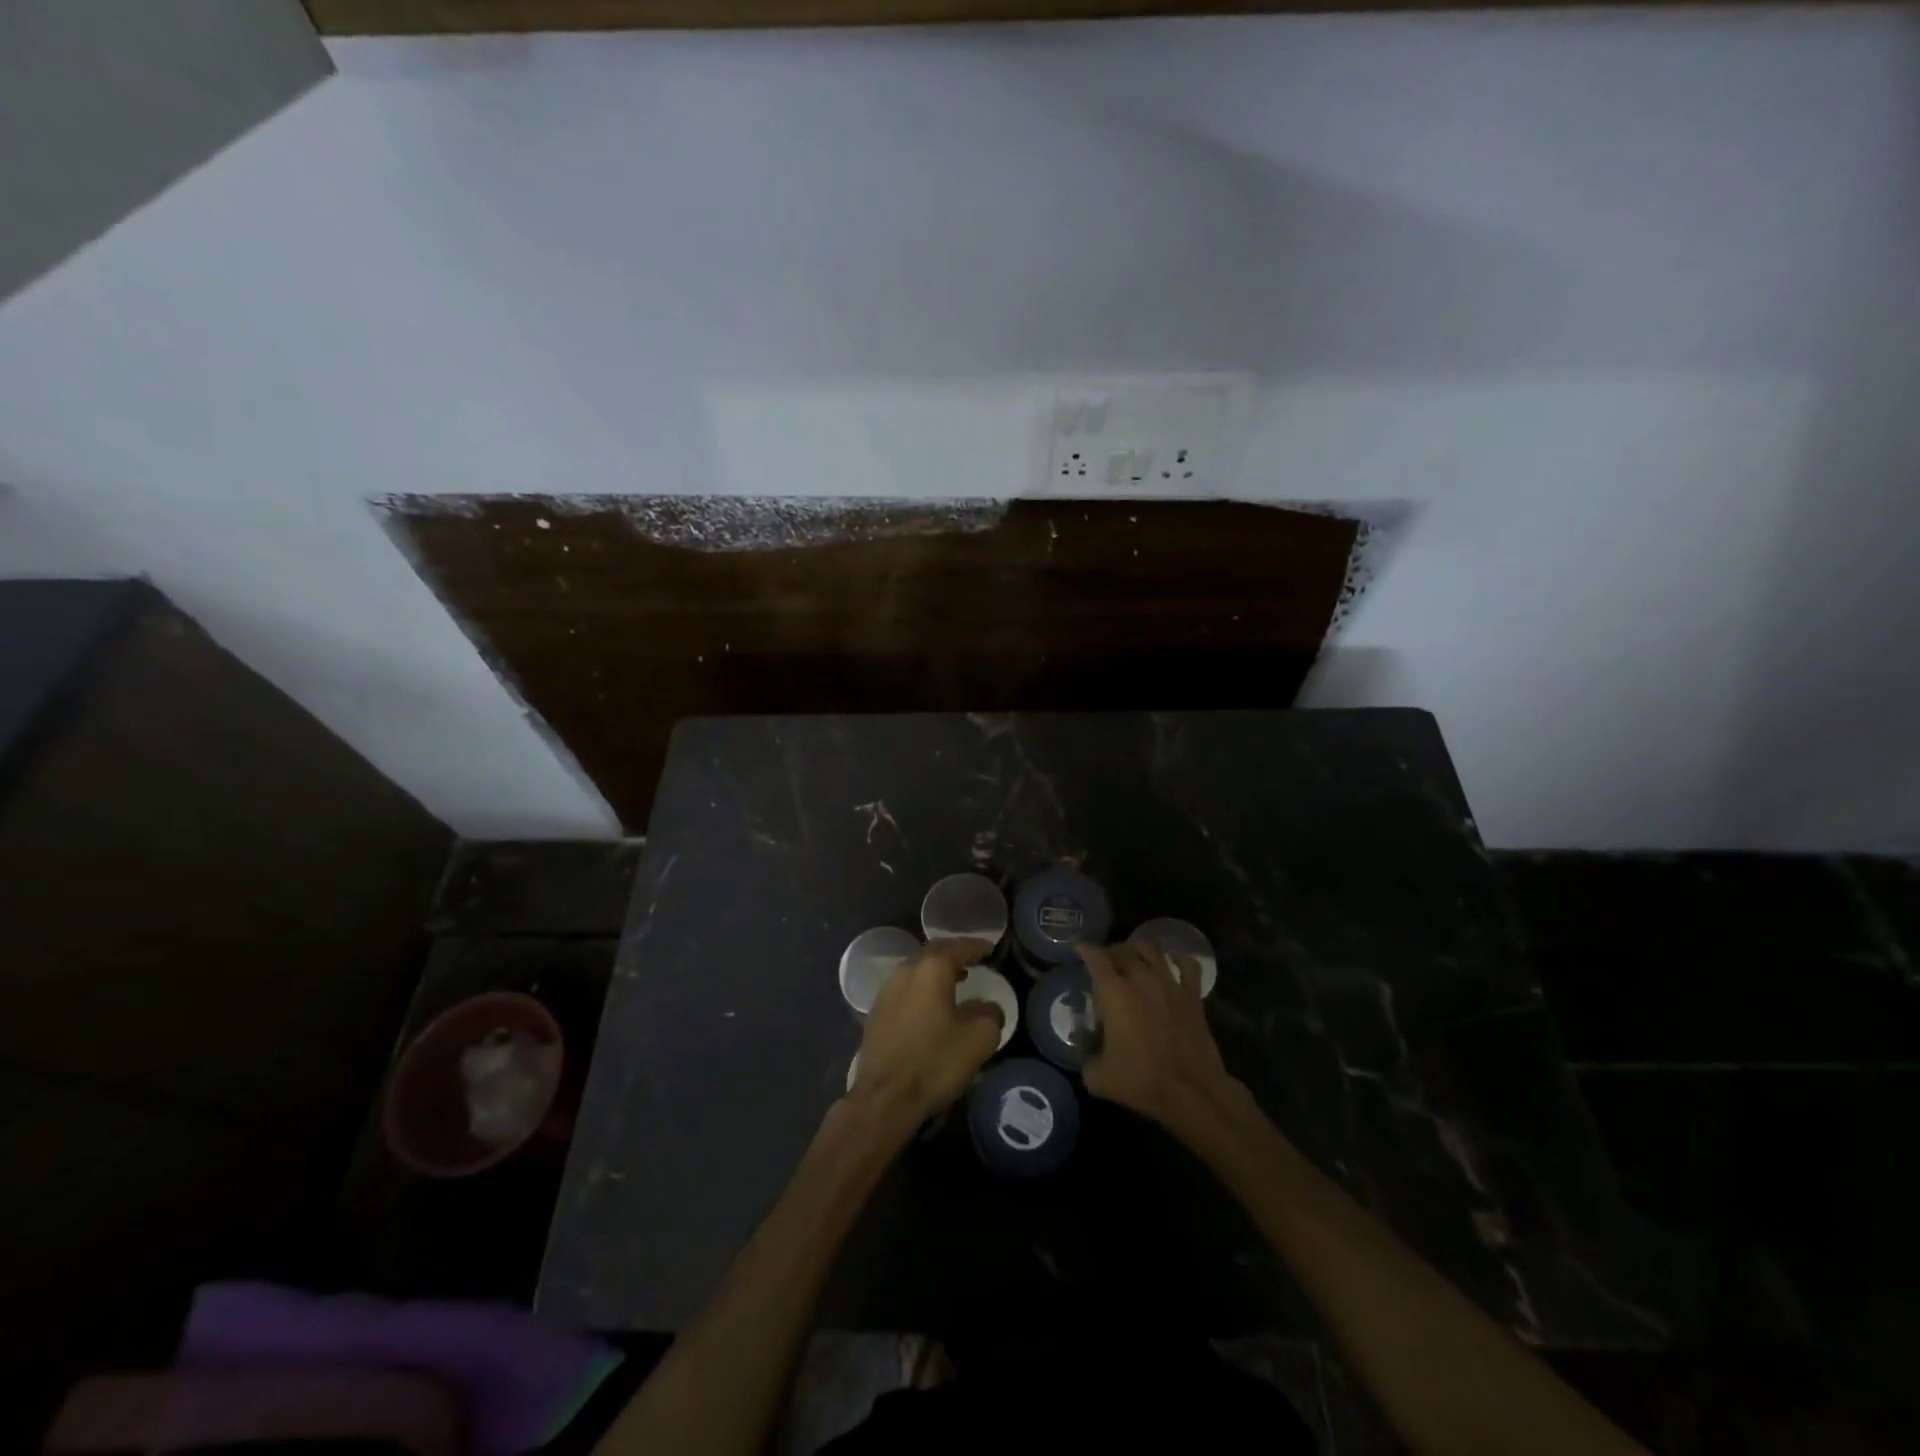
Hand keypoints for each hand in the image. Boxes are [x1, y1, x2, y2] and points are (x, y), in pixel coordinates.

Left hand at [851, 938, 1002, 1124]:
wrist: (884, 1098)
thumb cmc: (935, 1062)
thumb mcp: (978, 1040)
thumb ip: (990, 1015)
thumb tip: (989, 1008)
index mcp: (931, 970)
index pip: (958, 947)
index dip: (976, 946)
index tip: (990, 948)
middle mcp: (906, 972)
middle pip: (933, 953)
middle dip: (954, 954)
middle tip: (972, 961)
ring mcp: (886, 991)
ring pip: (916, 970)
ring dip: (936, 972)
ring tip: (955, 981)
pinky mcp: (876, 1013)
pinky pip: (904, 988)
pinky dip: (921, 988)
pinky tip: (930, 1005)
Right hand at [1079, 940, 1240, 1140]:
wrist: (1191, 1092)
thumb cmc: (1141, 1081)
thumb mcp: (1098, 1077)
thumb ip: (1085, 1057)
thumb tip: (1083, 1048)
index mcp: (1114, 993)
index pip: (1095, 959)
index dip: (1084, 950)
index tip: (1078, 947)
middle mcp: (1141, 979)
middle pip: (1123, 950)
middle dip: (1110, 951)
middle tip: (1104, 961)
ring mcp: (1170, 984)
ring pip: (1152, 950)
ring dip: (1138, 949)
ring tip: (1133, 957)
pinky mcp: (1193, 996)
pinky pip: (1188, 965)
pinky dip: (1178, 958)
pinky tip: (1172, 962)